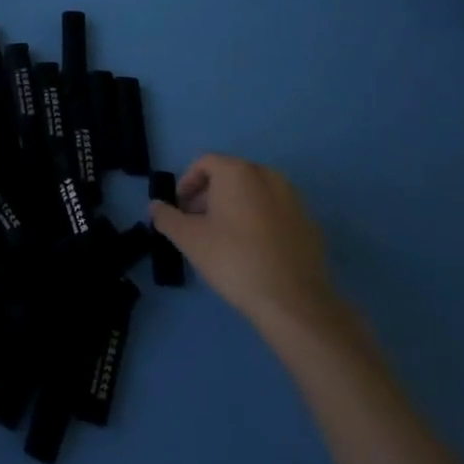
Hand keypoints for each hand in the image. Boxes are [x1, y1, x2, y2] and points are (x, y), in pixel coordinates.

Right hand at [149, 154, 337, 338]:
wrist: (293, 300)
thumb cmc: (234, 260)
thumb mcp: (190, 239)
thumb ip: (167, 218)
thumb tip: (154, 206)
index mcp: (238, 172)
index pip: (205, 163)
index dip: (187, 183)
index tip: (180, 209)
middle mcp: (268, 175)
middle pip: (231, 176)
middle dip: (209, 195)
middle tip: (198, 224)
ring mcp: (293, 198)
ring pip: (255, 193)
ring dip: (235, 207)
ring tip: (224, 238)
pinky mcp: (309, 223)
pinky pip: (275, 212)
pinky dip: (260, 221)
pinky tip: (254, 250)